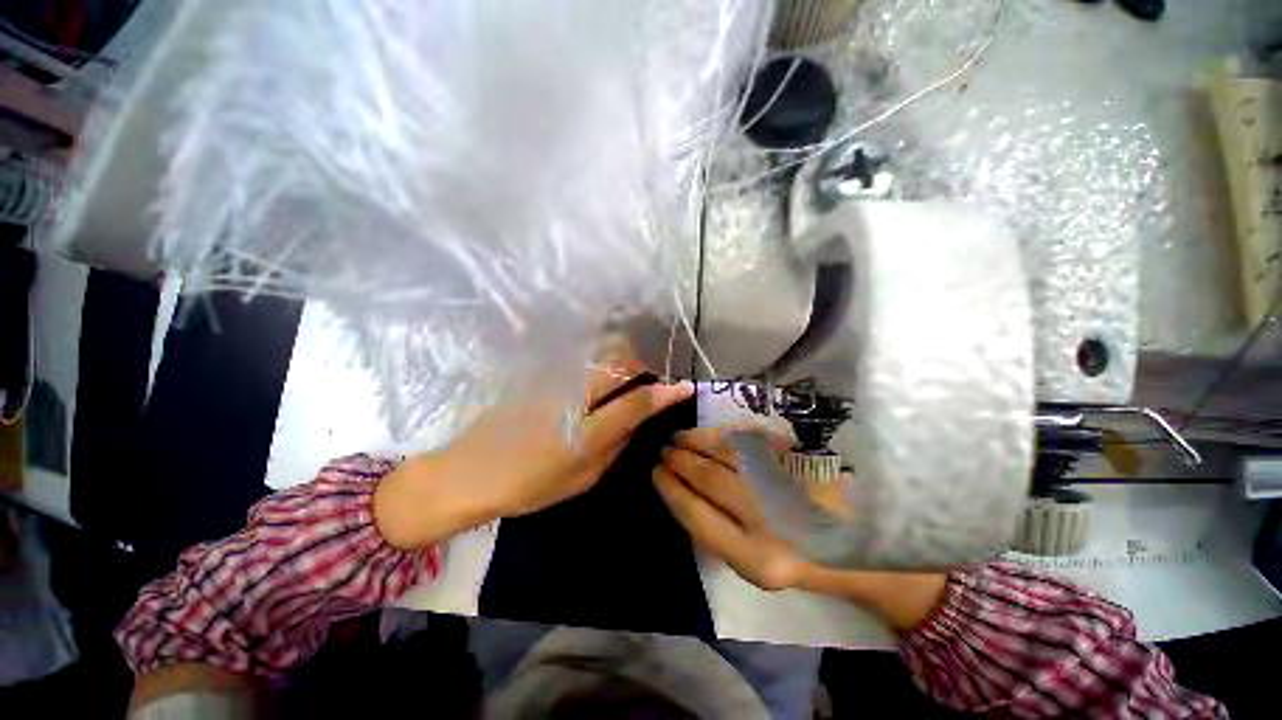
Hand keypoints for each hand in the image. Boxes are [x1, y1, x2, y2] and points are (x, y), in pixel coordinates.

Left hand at [375, 341, 692, 548]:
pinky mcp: (540, 374)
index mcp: (583, 431)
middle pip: (618, 364)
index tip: (684, 387)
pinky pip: (581, 360)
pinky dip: (599, 364)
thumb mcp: (582, 478)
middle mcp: (572, 396)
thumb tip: (639, 420)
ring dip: (620, 364)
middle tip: (644, 388)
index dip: (663, 394)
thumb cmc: (528, 487)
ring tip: (621, 384)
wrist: (468, 472)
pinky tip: (594, 383)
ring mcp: (553, 380)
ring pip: (600, 355)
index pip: (634, 403)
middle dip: (640, 369)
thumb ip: (615, 445)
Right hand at [653, 428, 806, 591]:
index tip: (655, 472)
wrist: (853, 545)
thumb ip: (717, 535)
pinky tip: (708, 433)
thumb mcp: (752, 564)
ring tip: (678, 437)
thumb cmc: (795, 557)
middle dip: (680, 462)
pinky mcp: (798, 461)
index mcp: (755, 559)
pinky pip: (749, 441)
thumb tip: (681, 493)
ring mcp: (786, 484)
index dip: (672, 491)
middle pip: (710, 480)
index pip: (698, 517)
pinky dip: (722, 435)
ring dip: (696, 443)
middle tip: (664, 451)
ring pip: (727, 454)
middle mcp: (771, 521)